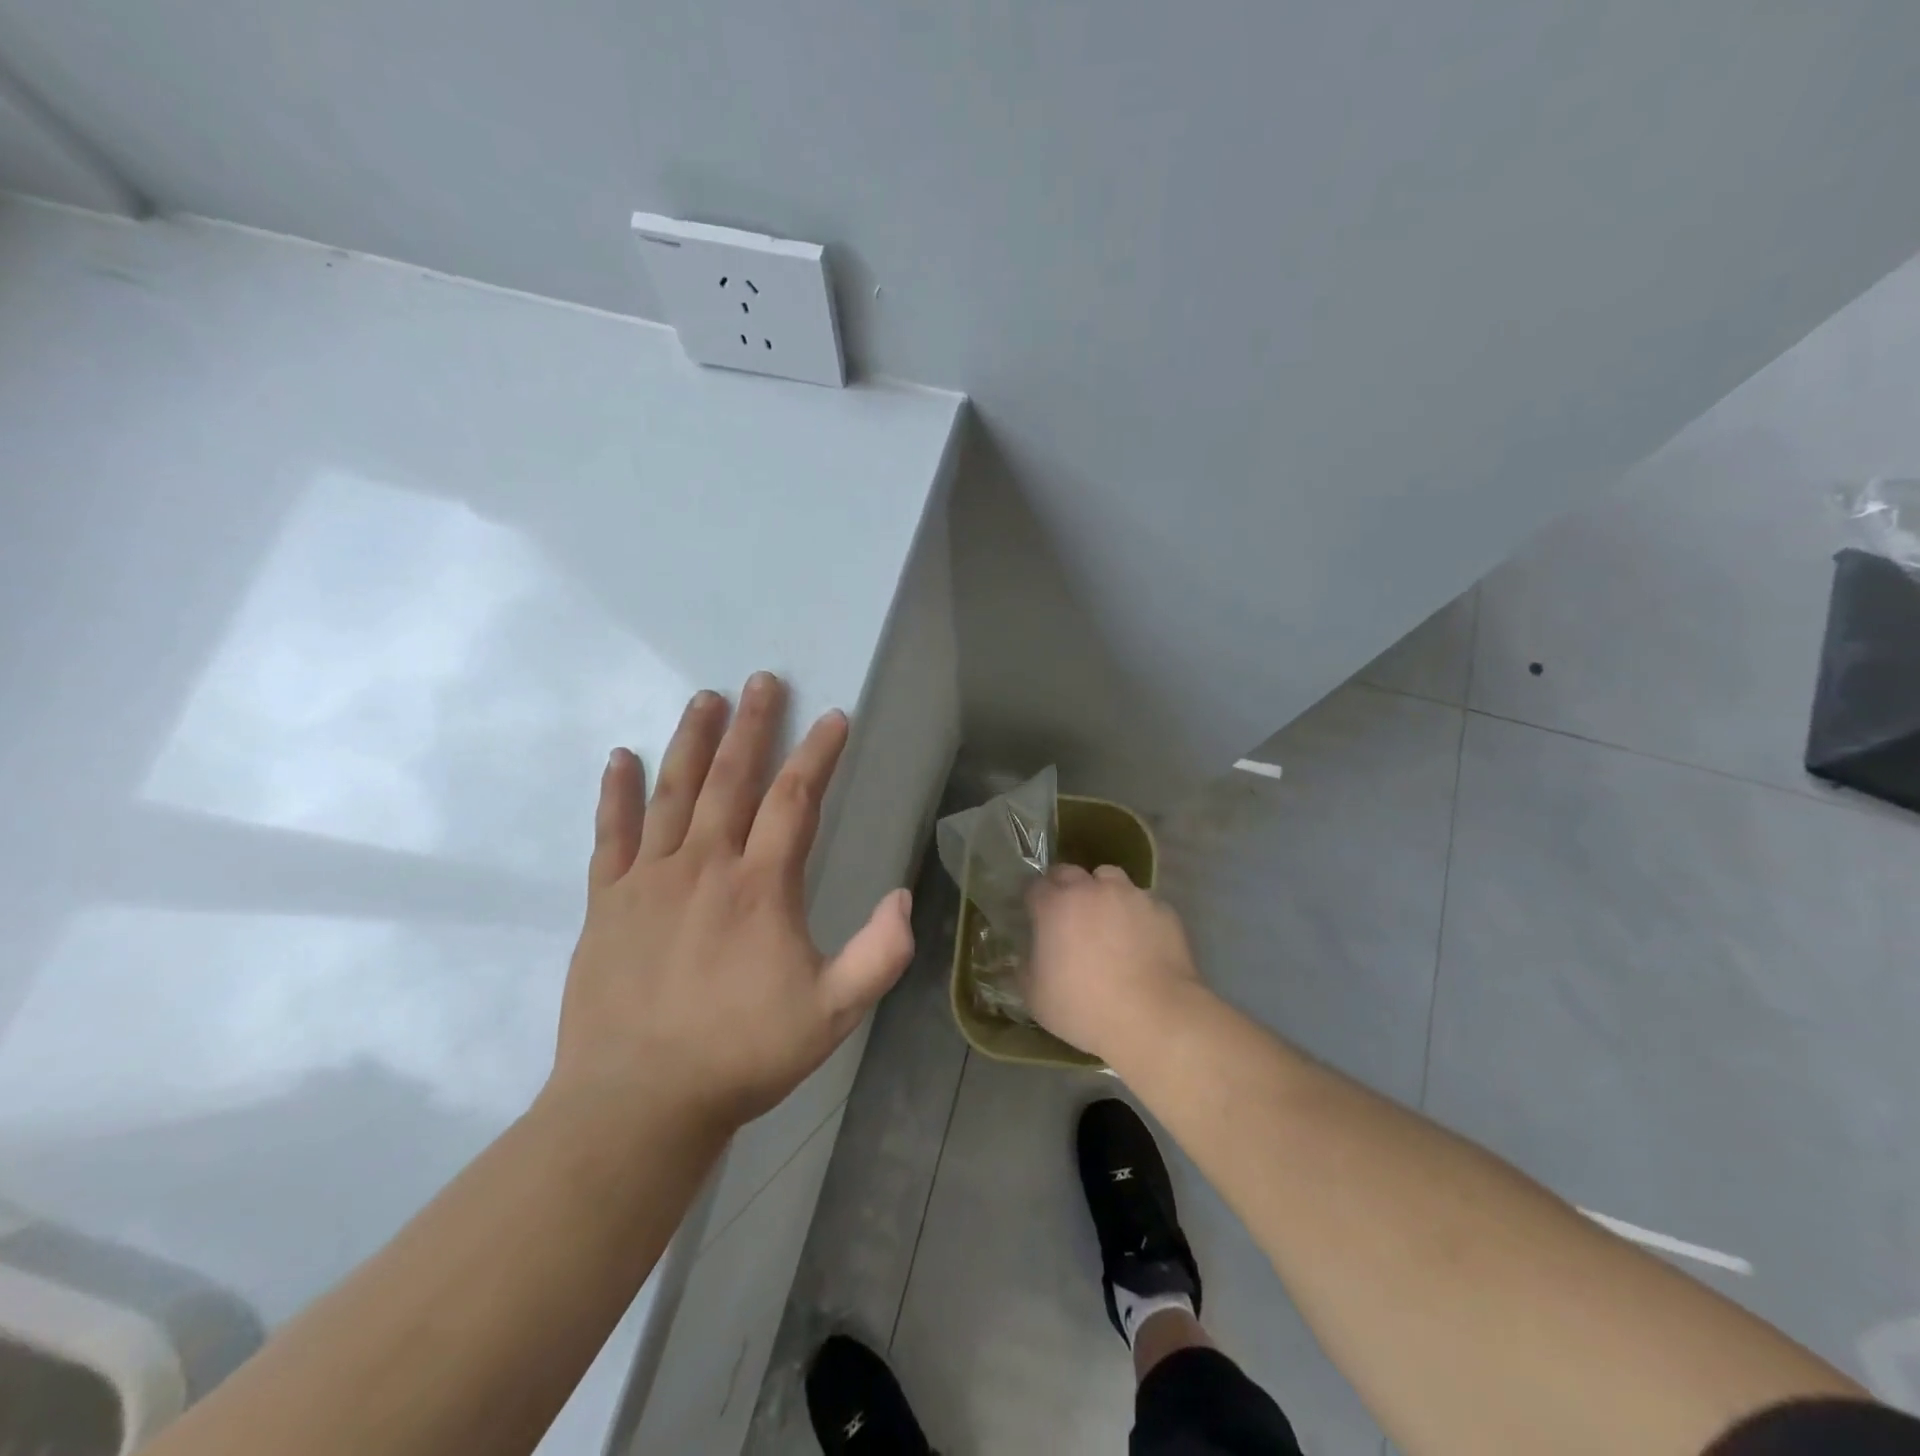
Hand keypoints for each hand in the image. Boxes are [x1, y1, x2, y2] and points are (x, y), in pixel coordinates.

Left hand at [551, 673, 914, 1136]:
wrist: (637, 1103)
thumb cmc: (742, 1055)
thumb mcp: (832, 1014)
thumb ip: (878, 954)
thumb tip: (903, 896)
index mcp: (761, 887)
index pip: (795, 800)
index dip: (818, 754)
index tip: (833, 718)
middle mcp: (704, 866)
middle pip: (732, 779)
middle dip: (752, 726)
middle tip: (761, 681)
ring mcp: (649, 880)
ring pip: (673, 793)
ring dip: (692, 742)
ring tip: (704, 699)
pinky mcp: (606, 902)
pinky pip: (611, 834)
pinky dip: (615, 793)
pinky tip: (620, 757)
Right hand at [1022, 864, 1202, 1065]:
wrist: (1154, 1018)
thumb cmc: (1085, 1008)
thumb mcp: (1036, 997)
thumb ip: (1026, 967)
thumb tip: (1030, 955)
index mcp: (1055, 906)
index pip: (1036, 886)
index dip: (1035, 901)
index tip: (1037, 919)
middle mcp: (1092, 889)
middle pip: (1070, 872)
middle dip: (1065, 888)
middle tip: (1069, 917)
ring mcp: (1131, 895)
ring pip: (1111, 878)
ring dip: (1103, 892)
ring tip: (1108, 921)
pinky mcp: (1162, 909)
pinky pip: (1143, 902)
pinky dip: (1136, 914)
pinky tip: (1141, 940)